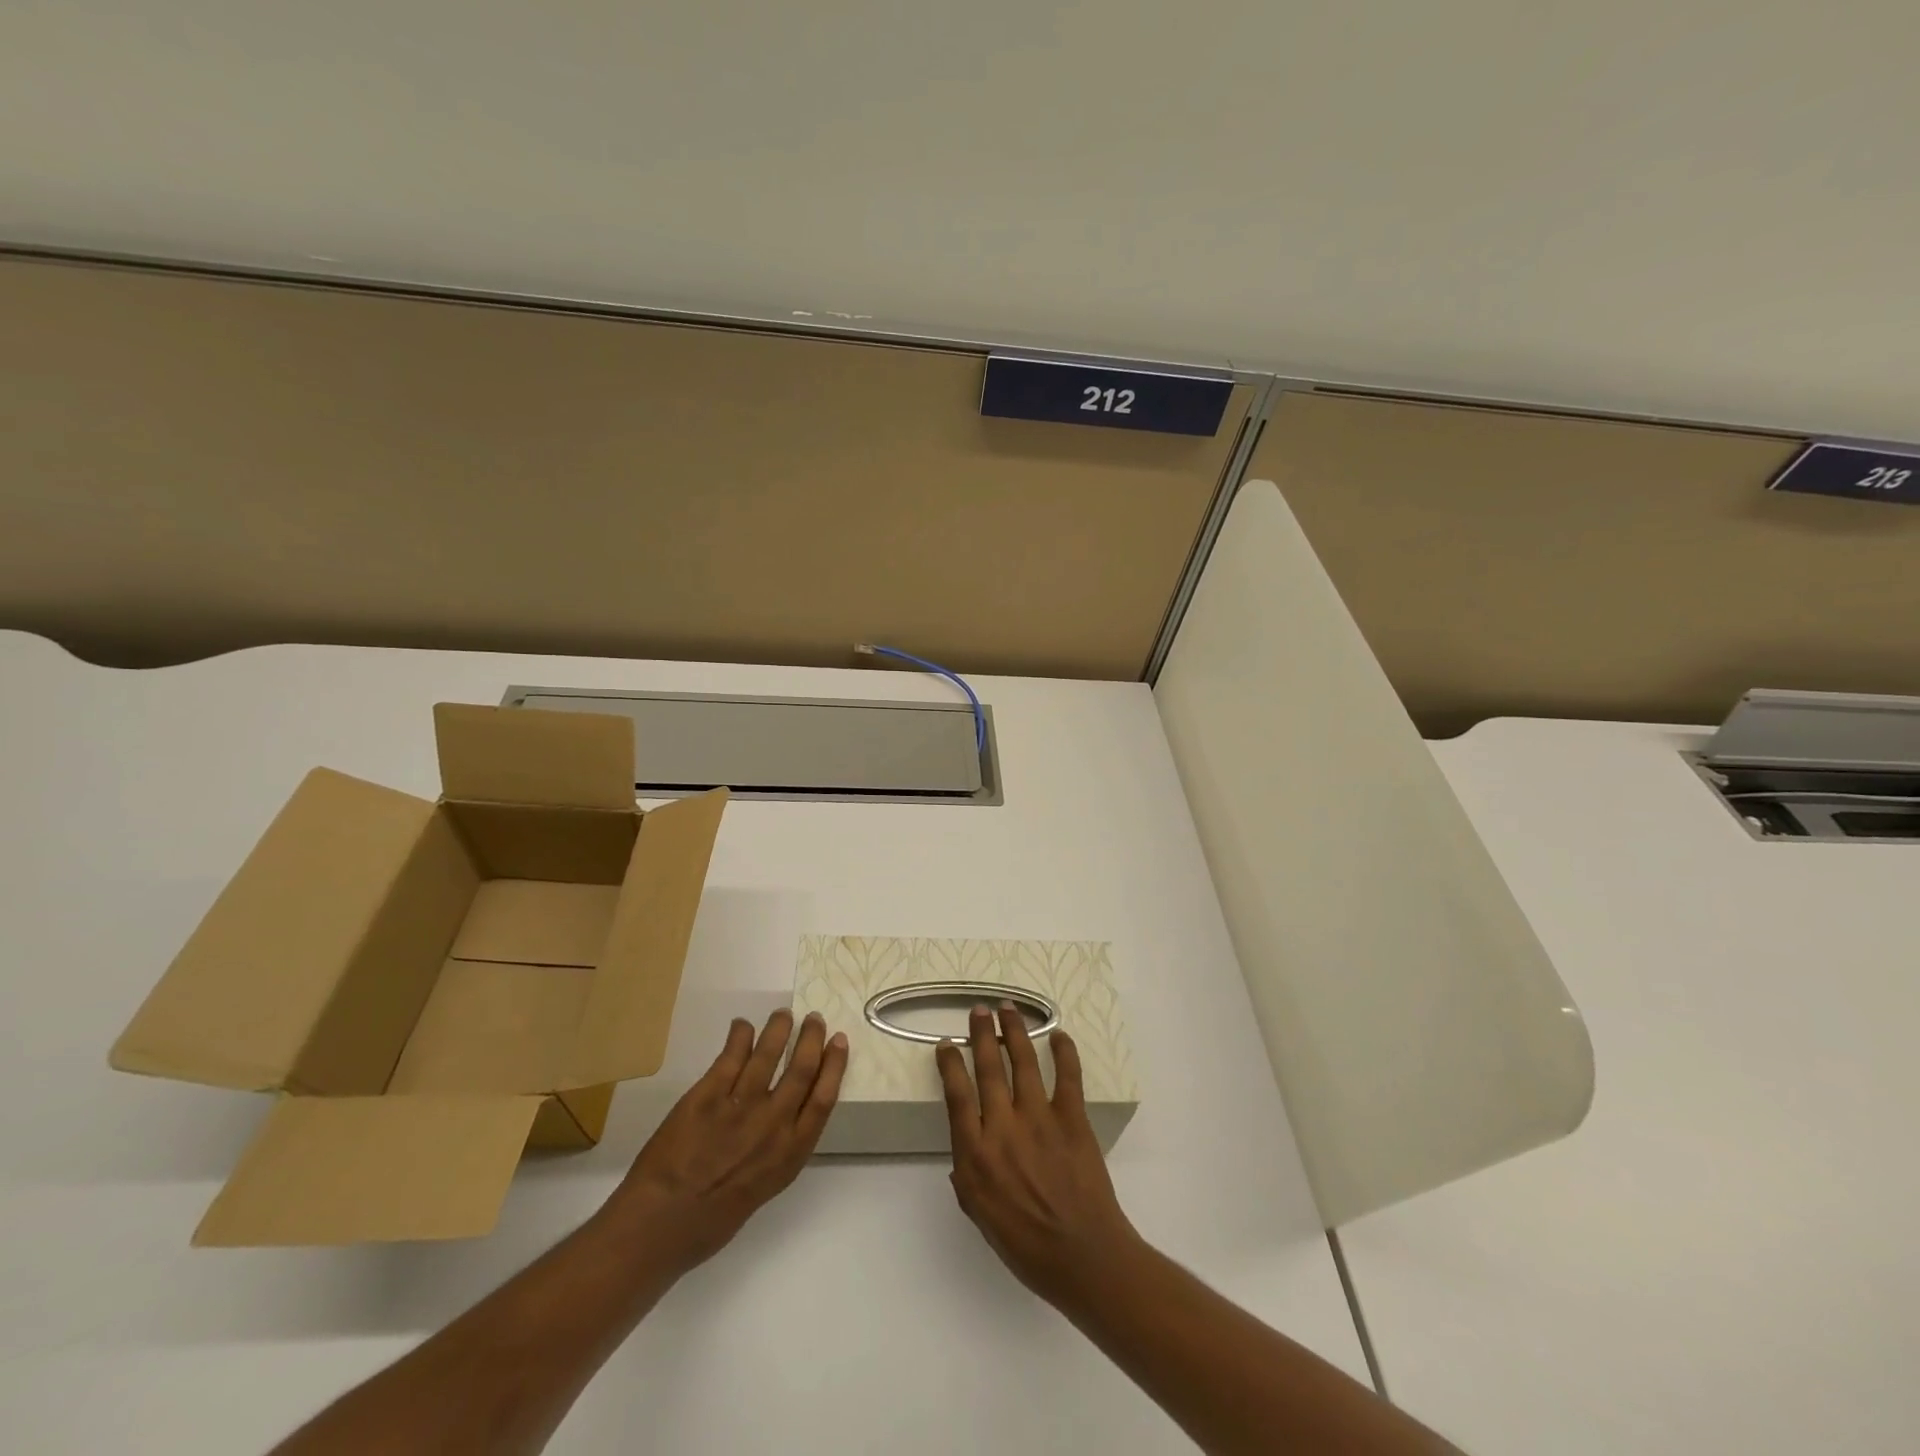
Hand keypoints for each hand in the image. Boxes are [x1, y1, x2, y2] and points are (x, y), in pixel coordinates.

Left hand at [606, 1009, 847, 1275]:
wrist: (661, 1223)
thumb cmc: (713, 1220)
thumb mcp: (764, 1186)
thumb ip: (780, 1148)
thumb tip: (784, 1117)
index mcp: (790, 1152)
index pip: (823, 1098)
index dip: (834, 1064)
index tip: (839, 1041)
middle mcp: (773, 1124)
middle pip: (801, 1069)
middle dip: (811, 1038)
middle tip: (814, 1019)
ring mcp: (740, 1106)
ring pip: (768, 1054)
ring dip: (778, 1028)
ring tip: (782, 1015)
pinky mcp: (708, 1095)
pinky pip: (731, 1055)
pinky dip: (740, 1035)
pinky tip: (743, 1026)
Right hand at [937, 1002, 1141, 1306]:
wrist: (1082, 1256)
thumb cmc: (1026, 1244)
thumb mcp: (980, 1216)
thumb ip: (967, 1176)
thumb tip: (965, 1150)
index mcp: (975, 1154)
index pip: (957, 1095)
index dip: (950, 1064)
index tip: (946, 1044)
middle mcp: (1003, 1127)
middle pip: (987, 1068)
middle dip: (981, 1034)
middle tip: (978, 1010)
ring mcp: (1039, 1118)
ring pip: (1022, 1062)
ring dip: (1014, 1031)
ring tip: (1008, 1008)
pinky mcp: (1071, 1118)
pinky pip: (1067, 1075)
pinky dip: (1064, 1051)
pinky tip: (1058, 1034)